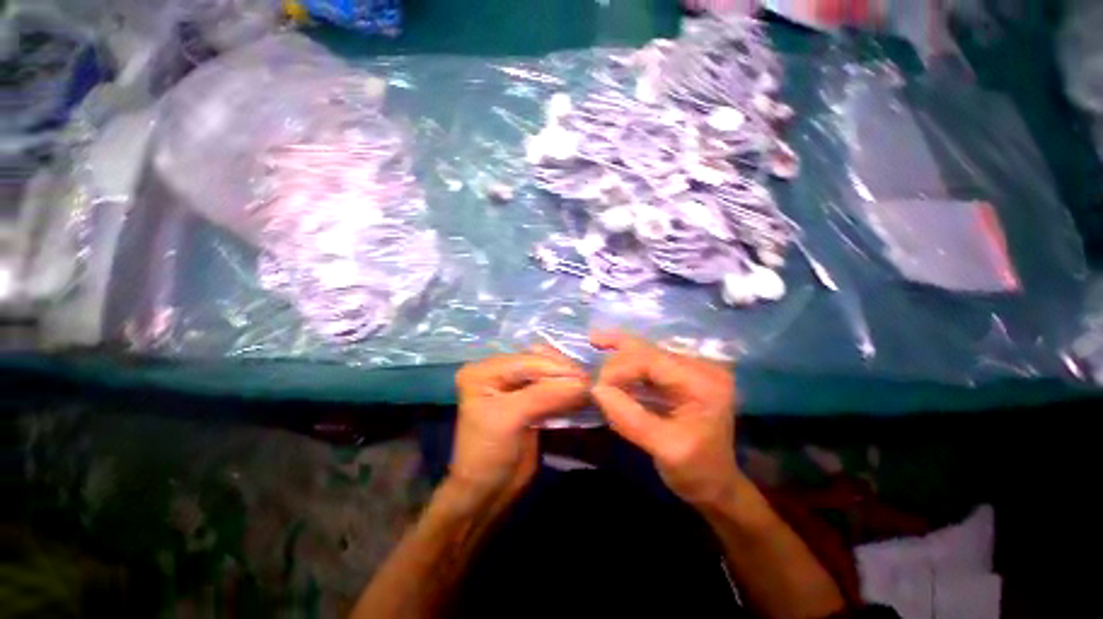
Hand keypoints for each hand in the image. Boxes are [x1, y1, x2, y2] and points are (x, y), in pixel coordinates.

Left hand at [449, 347, 588, 500]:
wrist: (487, 492)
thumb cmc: (488, 454)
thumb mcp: (511, 419)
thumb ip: (545, 396)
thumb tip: (583, 383)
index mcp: (484, 371)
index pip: (526, 361)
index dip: (556, 367)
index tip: (585, 378)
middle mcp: (498, 371)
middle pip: (537, 362)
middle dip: (563, 371)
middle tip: (590, 382)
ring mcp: (514, 384)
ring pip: (547, 373)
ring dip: (567, 379)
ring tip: (589, 386)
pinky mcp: (529, 398)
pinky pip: (551, 387)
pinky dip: (566, 390)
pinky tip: (581, 392)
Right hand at [590, 330, 739, 505]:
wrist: (717, 482)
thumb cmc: (696, 471)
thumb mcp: (663, 449)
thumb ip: (629, 418)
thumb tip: (596, 389)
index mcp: (703, 383)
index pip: (652, 361)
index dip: (619, 368)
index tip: (596, 387)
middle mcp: (701, 366)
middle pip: (649, 350)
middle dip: (617, 359)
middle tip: (593, 375)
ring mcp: (693, 366)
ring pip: (646, 350)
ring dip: (619, 352)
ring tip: (594, 343)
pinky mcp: (682, 372)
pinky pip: (648, 359)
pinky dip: (627, 358)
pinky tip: (608, 349)